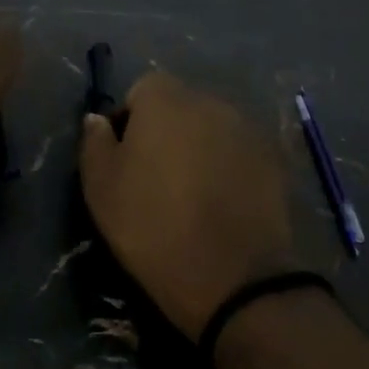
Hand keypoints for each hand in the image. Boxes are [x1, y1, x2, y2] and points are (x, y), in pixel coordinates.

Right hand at [79, 71, 296, 339]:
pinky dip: (228, 168)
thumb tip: (98, 119)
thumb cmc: (153, 227)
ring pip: (211, 130)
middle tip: (155, 179)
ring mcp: (247, 128)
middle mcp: (210, 101)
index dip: (128, 122)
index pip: (140, 91)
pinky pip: (238, 153)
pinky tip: (222, 204)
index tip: (124, 161)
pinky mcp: (273, 158)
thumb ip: (95, 143)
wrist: (232, 276)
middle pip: (179, 107)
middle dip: (166, 132)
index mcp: (165, 99)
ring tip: (191, 194)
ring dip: (199, 149)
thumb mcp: (101, 188)